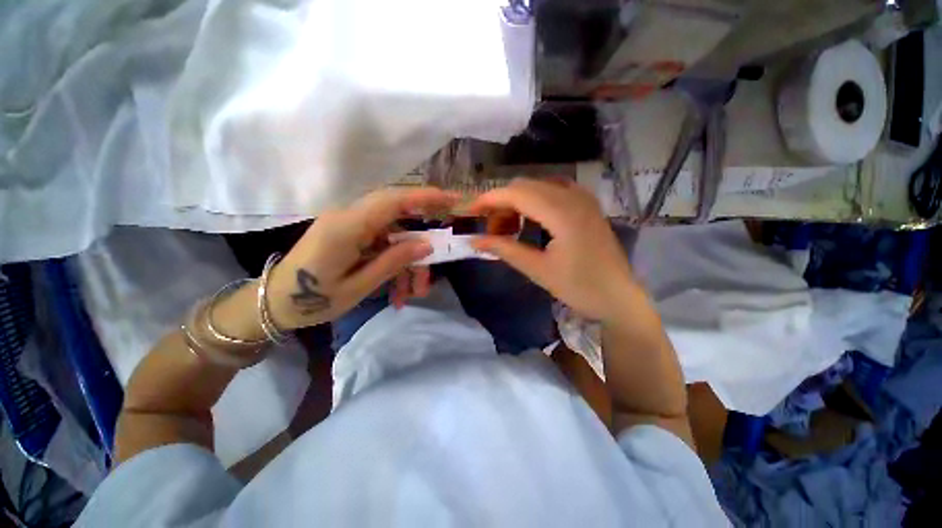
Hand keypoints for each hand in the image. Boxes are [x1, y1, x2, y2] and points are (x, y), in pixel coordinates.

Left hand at [267, 188, 457, 328]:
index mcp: (346, 227)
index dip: (424, 197)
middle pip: (398, 219)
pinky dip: (395, 265)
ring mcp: (350, 225)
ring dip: (408, 264)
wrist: (275, 303)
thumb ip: (393, 261)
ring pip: (394, 235)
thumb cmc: (312, 301)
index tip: (451, 199)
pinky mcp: (351, 234)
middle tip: (430, 273)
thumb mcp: (359, 287)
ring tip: (411, 294)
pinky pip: (383, 244)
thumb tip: (426, 245)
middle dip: (420, 245)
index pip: (392, 201)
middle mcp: (349, 217)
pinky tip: (397, 292)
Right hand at [469, 178, 635, 321]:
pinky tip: (530, 221)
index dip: (489, 199)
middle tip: (491, 230)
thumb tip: (474, 241)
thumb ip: (505, 249)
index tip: (470, 211)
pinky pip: (553, 192)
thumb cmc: (579, 288)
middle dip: (501, 203)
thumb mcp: (537, 270)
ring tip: (509, 228)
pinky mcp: (586, 205)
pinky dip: (534, 202)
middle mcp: (574, 197)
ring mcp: (583, 198)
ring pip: (538, 187)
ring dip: (517, 202)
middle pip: (525, 186)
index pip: (516, 193)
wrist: (619, 298)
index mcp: (562, 213)